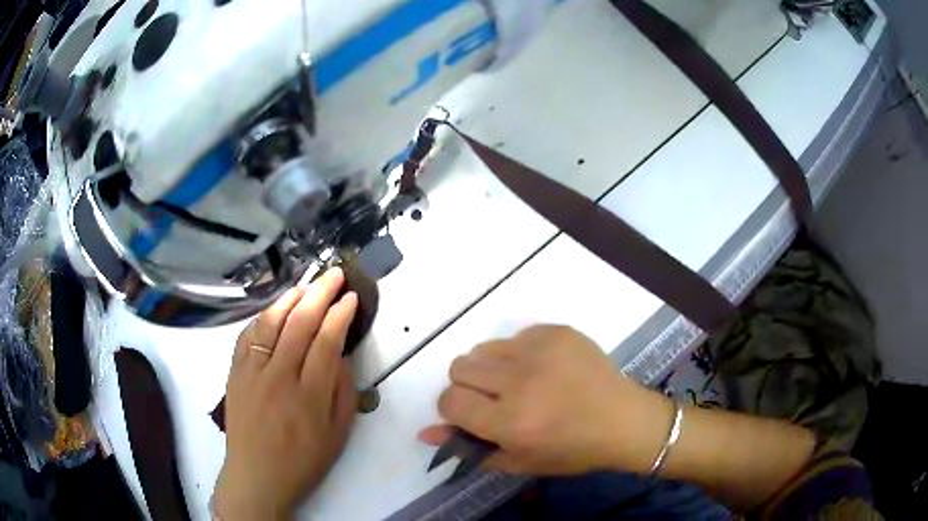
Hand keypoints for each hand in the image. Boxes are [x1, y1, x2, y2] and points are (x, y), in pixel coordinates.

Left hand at [214, 269, 358, 519]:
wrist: (257, 475)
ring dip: (290, 298)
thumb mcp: (338, 435)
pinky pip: (248, 335)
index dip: (340, 314)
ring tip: (306, 284)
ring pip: (271, 323)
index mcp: (310, 397)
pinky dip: (263, 317)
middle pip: (300, 323)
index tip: (351, 298)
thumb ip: (344, 392)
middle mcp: (279, 378)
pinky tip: (275, 309)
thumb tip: (341, 354)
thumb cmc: (303, 460)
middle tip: (334, 274)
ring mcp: (252, 372)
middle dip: (320, 293)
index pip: (326, 342)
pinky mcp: (235, 373)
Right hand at [419, 325, 672, 475]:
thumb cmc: (572, 450)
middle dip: (469, 386)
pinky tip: (544, 369)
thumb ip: (469, 448)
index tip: (472, 414)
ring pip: (483, 348)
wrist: (623, 420)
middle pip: (459, 367)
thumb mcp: (519, 460)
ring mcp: (540, 350)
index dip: (454, 409)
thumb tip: (425, 432)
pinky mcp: (557, 331)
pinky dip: (519, 353)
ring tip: (521, 382)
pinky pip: (515, 335)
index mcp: (510, 421)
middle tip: (495, 399)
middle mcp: (520, 381)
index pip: (450, 401)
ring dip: (492, 367)